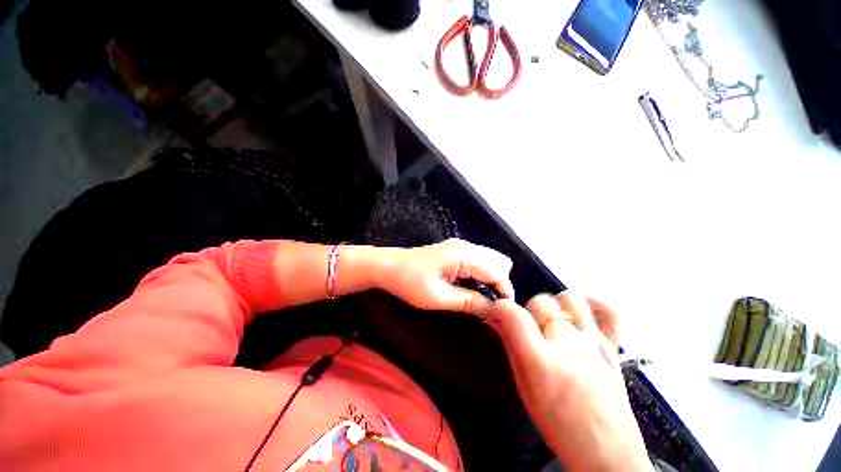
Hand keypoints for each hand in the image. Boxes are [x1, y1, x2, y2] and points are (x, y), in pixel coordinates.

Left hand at [377, 239, 513, 315]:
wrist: (388, 266)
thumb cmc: (409, 282)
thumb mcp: (439, 297)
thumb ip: (469, 302)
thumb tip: (494, 310)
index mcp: (462, 255)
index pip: (497, 271)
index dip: (505, 291)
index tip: (504, 312)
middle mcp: (465, 246)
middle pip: (498, 262)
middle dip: (500, 283)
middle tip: (491, 304)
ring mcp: (459, 246)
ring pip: (489, 260)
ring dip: (491, 279)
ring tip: (482, 298)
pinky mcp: (454, 250)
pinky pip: (477, 260)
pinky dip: (481, 274)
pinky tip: (472, 288)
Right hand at [486, 293, 649, 471]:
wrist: (607, 453)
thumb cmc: (558, 423)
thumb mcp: (523, 385)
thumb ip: (510, 346)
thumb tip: (495, 318)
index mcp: (541, 360)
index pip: (512, 313)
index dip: (499, 307)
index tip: (496, 313)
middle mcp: (568, 344)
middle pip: (540, 301)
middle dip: (527, 311)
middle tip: (529, 329)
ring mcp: (595, 342)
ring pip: (569, 298)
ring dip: (555, 306)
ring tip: (553, 323)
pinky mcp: (613, 346)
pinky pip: (609, 310)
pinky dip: (593, 303)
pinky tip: (582, 312)